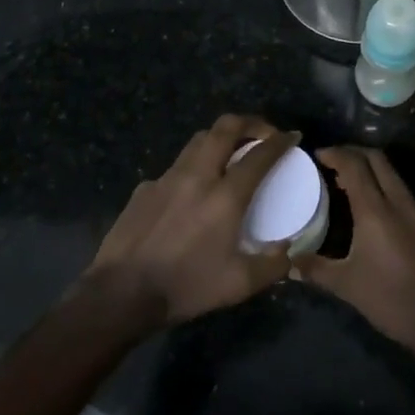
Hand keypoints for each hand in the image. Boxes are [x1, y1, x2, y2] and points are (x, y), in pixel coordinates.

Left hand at [84, 114, 299, 326]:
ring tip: (230, 153)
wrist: (121, 292)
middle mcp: (197, 176)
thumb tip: (288, 250)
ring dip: (220, 138)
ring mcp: (166, 178)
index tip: (292, 137)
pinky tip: (190, 193)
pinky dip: (192, 168)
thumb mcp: (238, 285)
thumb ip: (271, 266)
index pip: (259, 154)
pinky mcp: (145, 188)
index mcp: (225, 196)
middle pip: (225, 128)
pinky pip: (175, 167)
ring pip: (198, 140)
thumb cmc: (185, 286)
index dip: (280, 141)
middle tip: (262, 133)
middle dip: (249, 122)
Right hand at [304, 146, 414, 366]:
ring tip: (345, 183)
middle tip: (330, 162)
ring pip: (391, 173)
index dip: (335, 153)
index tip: (316, 156)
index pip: (354, 165)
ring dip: (369, 168)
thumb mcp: (347, 285)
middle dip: (352, 152)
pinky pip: (400, 190)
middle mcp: (398, 202)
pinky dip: (382, 185)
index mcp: (376, 210)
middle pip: (376, 159)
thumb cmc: (392, 299)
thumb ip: (316, 269)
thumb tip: (288, 263)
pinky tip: (370, 208)